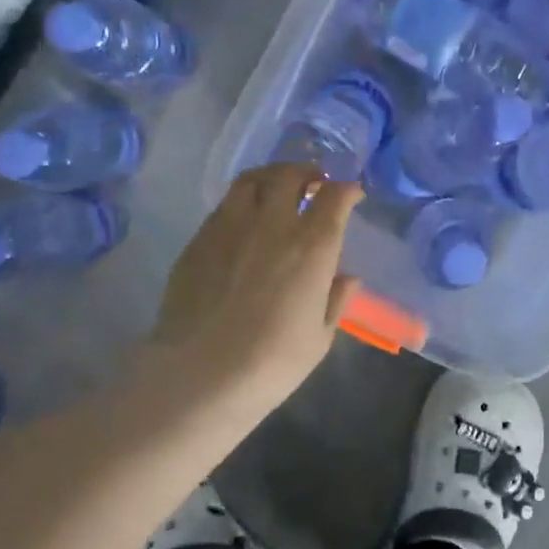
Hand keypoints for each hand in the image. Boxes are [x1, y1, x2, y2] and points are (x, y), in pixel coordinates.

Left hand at [149, 162, 361, 423]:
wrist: (199, 375)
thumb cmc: (272, 363)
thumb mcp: (319, 338)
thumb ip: (335, 300)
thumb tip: (347, 278)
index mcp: (312, 246)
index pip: (335, 197)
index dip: (346, 190)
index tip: (350, 194)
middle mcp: (272, 224)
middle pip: (289, 175)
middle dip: (306, 173)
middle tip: (312, 183)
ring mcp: (230, 227)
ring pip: (251, 181)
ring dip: (270, 178)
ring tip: (275, 190)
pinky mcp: (198, 240)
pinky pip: (223, 207)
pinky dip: (240, 204)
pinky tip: (242, 223)